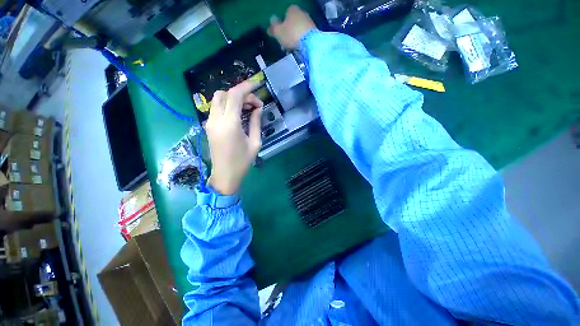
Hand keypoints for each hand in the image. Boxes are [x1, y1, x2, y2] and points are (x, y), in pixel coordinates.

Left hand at [206, 81, 262, 194]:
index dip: (246, 87)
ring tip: (247, 108)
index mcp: (229, 124)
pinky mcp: (208, 126)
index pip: (234, 96)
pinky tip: (238, 114)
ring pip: (218, 99)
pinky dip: (227, 105)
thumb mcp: (255, 142)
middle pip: (223, 93)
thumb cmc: (243, 161)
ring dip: (232, 99)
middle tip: (253, 104)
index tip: (257, 85)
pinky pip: (216, 108)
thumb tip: (257, 108)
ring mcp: (209, 123)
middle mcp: (216, 120)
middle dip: (239, 93)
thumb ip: (256, 122)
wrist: (225, 175)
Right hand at [268, 5, 316, 49]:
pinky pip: (304, 37)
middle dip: (287, 34)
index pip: (284, 14)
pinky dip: (300, 42)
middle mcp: (301, 13)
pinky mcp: (314, 32)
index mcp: (292, 9)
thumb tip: (271, 23)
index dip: (281, 25)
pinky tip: (298, 49)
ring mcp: (309, 22)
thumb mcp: (278, 32)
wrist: (310, 43)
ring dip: (293, 40)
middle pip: (292, 24)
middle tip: (284, 45)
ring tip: (291, 50)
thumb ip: (273, 27)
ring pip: (298, 31)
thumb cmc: (291, 35)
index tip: (279, 36)